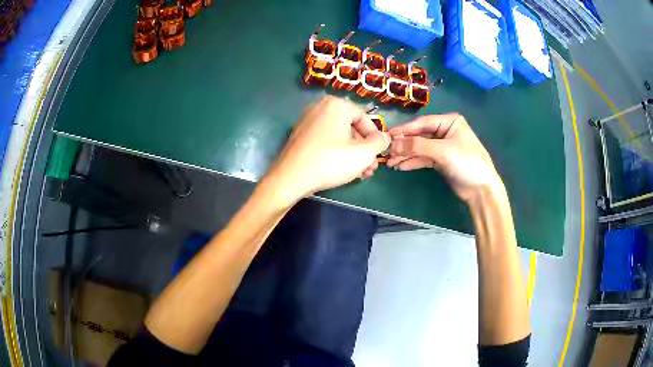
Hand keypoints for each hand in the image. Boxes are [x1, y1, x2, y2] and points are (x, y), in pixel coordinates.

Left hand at [265, 97, 389, 202]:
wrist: (291, 178)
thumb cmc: (330, 161)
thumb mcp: (363, 154)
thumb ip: (379, 143)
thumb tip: (385, 137)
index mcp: (336, 105)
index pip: (364, 118)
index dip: (375, 137)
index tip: (380, 153)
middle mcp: (320, 108)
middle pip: (351, 128)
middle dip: (364, 149)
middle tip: (371, 167)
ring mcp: (308, 122)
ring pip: (339, 137)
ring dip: (353, 154)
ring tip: (361, 173)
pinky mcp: (300, 136)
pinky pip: (325, 141)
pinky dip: (336, 153)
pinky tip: (343, 170)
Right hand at [387, 114, 502, 202]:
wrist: (481, 189)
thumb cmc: (467, 162)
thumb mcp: (442, 151)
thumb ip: (417, 146)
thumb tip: (392, 144)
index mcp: (449, 121)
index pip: (422, 123)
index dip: (404, 130)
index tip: (386, 136)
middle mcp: (445, 131)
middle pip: (419, 136)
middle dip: (404, 145)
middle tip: (386, 152)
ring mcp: (442, 146)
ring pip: (420, 148)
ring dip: (406, 155)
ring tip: (390, 163)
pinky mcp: (441, 160)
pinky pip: (424, 158)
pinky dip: (413, 162)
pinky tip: (401, 166)